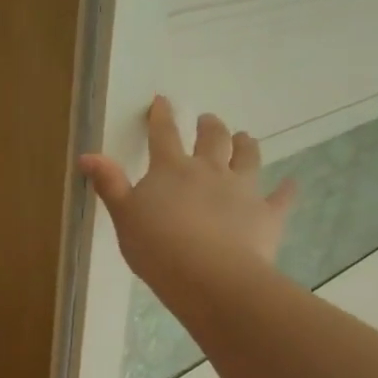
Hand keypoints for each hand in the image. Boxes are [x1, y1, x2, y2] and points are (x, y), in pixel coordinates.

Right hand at [79, 96, 297, 307]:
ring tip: (245, 138)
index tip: (163, 101)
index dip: (161, 117)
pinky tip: (291, 184)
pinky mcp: (267, 214)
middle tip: (209, 120)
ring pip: (248, 157)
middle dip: (209, 126)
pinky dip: (286, 190)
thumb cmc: (157, 246)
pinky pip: (281, 197)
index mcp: (171, 169)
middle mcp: (210, 170)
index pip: (164, 135)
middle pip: (213, 139)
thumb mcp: (123, 216)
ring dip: (246, 145)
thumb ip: (109, 184)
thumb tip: (87, 155)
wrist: (209, 276)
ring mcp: (243, 190)